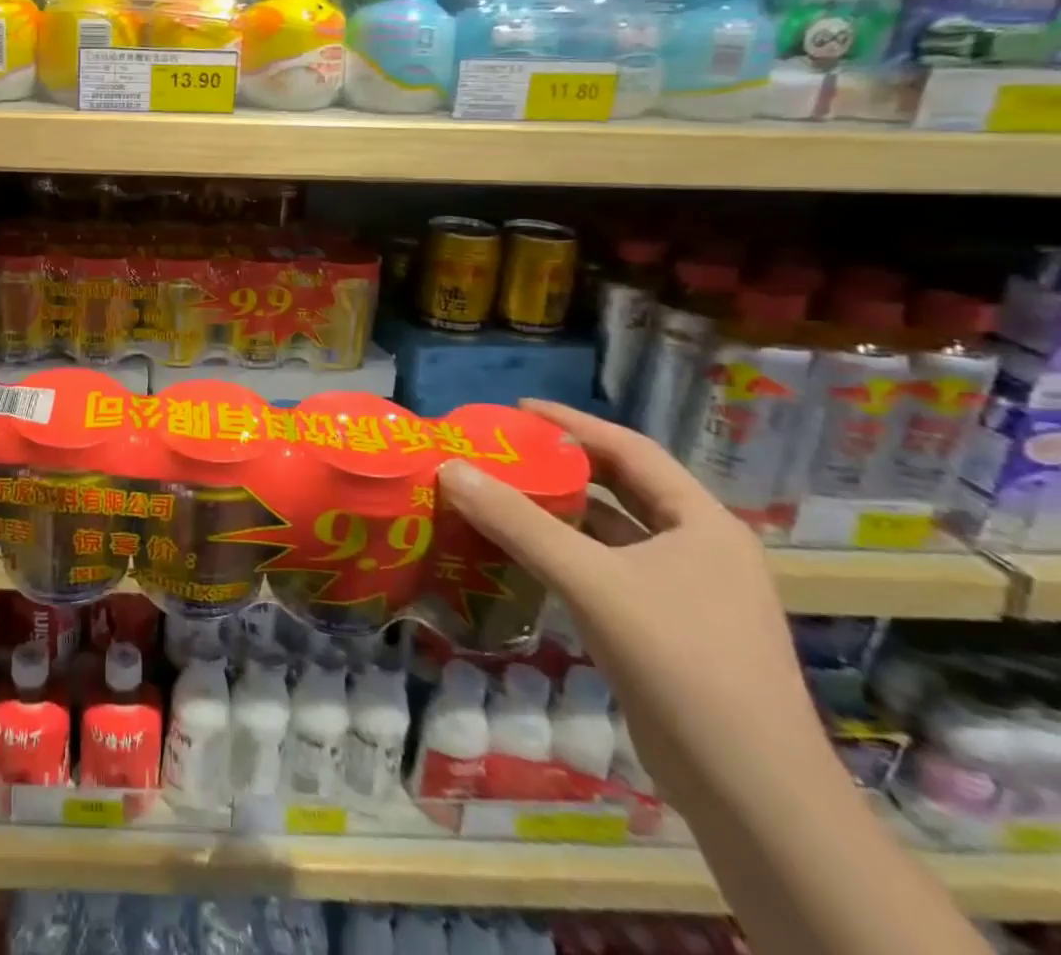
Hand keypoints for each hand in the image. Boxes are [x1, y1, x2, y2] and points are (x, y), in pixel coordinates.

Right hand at [438, 399, 828, 808]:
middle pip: (624, 489)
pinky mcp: (669, 633)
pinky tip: (525, 556)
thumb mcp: (591, 581)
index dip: (574, 423)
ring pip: (615, 534)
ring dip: (562, 512)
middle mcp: (702, 550)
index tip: (518, 409)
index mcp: (703, 524)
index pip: (632, 450)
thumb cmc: (681, 663)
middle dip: (565, 465)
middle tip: (505, 450)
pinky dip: (567, 555)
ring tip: (504, 493)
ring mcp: (689, 595)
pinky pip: (608, 572)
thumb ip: (518, 522)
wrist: (752, 793)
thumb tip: (450, 469)